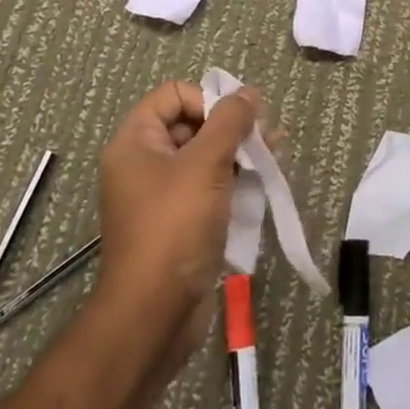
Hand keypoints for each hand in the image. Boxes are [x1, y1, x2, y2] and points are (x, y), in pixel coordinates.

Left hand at [96, 80, 259, 380]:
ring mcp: (161, 196)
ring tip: (274, 160)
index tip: (237, 122)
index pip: (174, 95)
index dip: (208, 100)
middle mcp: (144, 164)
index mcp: (135, 143)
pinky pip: (209, 188)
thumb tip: (248, 93)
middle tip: (268, 139)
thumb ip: (230, 122)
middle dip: (232, 128)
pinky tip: (262, 185)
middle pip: (193, 124)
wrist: (155, 315)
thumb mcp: (205, 165)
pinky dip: (234, 182)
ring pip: (206, 158)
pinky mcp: (179, 223)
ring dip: (240, 154)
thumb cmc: (175, 228)